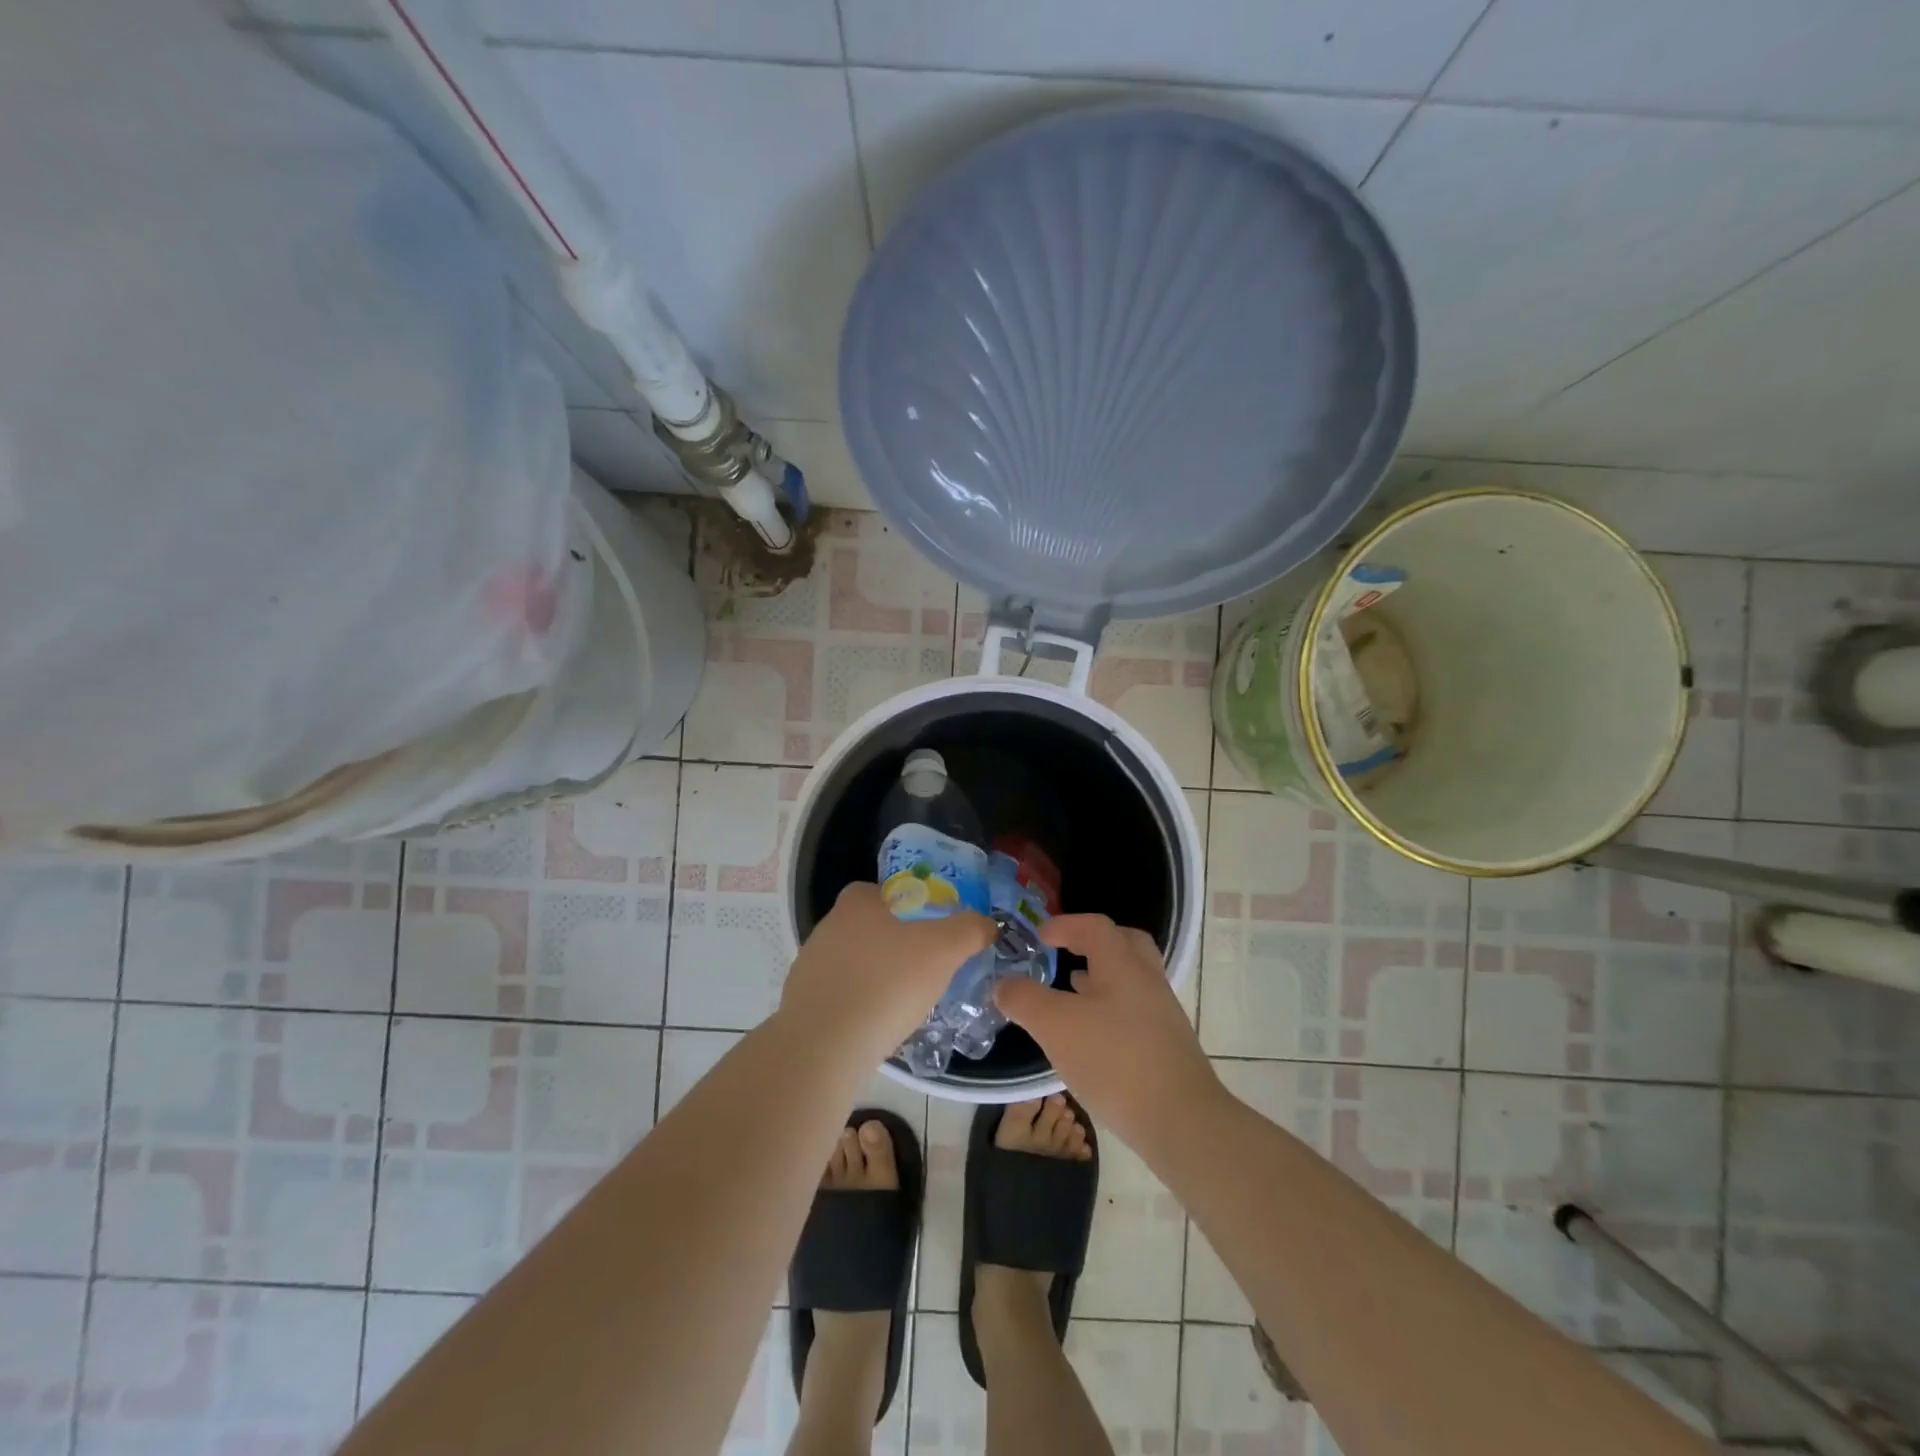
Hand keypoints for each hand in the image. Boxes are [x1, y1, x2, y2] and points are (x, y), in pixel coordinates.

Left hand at [778, 882, 995, 1068]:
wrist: (824, 1047)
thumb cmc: (886, 984)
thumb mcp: (943, 950)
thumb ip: (968, 930)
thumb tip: (987, 924)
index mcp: (856, 904)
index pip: (882, 891)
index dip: (908, 906)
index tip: (928, 931)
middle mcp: (827, 927)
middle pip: (868, 927)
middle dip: (894, 944)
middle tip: (924, 968)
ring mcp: (809, 966)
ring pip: (853, 964)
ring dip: (875, 978)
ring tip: (903, 1004)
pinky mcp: (801, 1004)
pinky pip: (839, 997)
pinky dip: (858, 1006)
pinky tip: (876, 1027)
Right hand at [995, 914, 1223, 1152]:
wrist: (1181, 1121)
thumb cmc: (1115, 1060)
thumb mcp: (1055, 1026)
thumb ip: (1025, 999)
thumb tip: (1003, 984)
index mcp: (1123, 964)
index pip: (1095, 926)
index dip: (1065, 925)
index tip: (1040, 935)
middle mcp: (1147, 980)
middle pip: (1124, 944)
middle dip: (1094, 943)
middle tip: (1067, 952)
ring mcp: (1162, 1014)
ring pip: (1131, 980)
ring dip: (1102, 978)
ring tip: (1073, 993)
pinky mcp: (1167, 1046)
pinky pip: (1135, 1011)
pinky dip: (1111, 1010)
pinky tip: (1092, 1037)